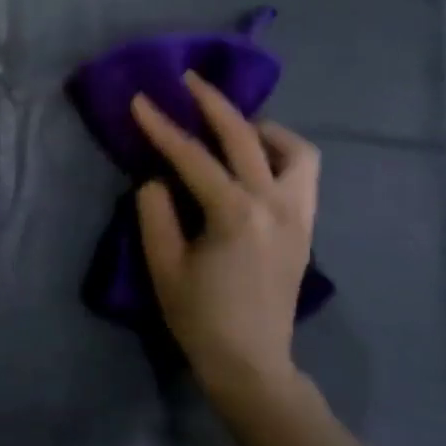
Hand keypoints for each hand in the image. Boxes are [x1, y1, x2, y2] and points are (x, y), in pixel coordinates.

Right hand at [130, 74, 319, 410]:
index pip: (192, 156)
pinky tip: (255, 161)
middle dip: (213, 103)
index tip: (139, 99)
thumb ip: (156, 212)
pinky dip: (282, 154)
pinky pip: (303, 173)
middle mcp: (275, 204)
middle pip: (245, 136)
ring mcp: (299, 215)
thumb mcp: (163, 265)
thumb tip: (158, 178)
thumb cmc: (200, 317)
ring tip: (231, 126)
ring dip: (260, 128)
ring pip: (294, 150)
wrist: (252, 364)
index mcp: (235, 214)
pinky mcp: (306, 227)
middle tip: (188, 81)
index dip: (161, 126)